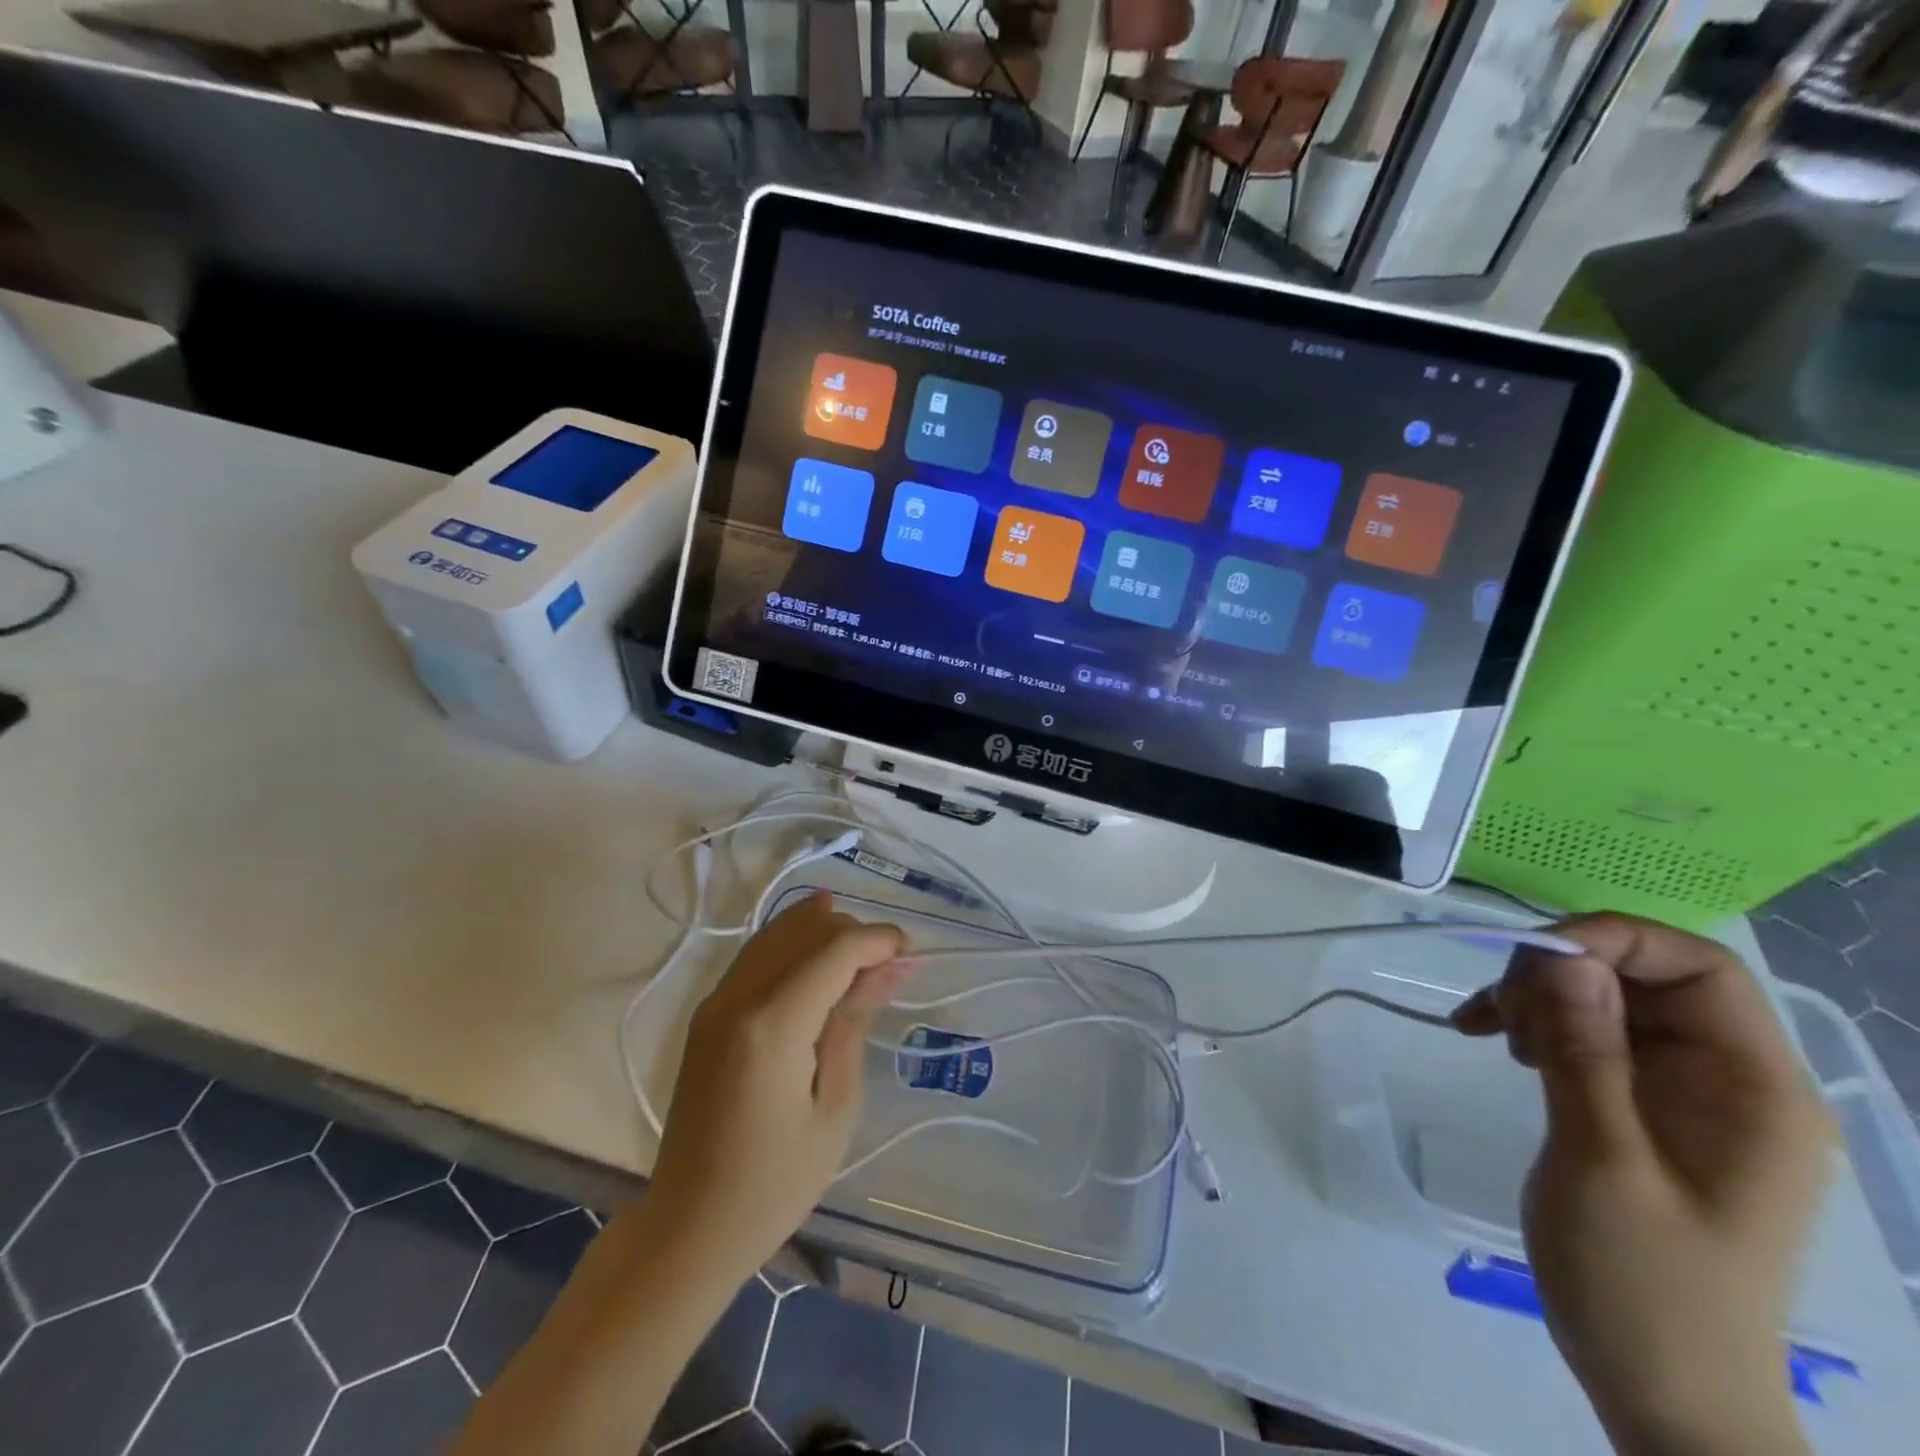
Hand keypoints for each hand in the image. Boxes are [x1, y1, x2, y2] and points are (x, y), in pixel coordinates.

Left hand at [647, 891, 905, 1279]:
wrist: (689, 1227)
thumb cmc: (774, 1184)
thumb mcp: (835, 1108)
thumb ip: (855, 1023)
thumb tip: (889, 967)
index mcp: (771, 1025)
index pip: (833, 951)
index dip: (877, 940)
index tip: (912, 953)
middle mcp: (738, 997)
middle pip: (804, 932)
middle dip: (853, 932)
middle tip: (891, 964)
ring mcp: (716, 1001)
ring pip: (776, 933)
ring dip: (823, 931)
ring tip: (865, 949)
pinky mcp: (708, 1013)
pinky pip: (757, 955)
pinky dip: (792, 941)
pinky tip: (817, 938)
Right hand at [1454, 914, 1834, 1455]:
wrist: (1662, 1389)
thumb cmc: (1645, 1285)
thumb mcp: (1603, 1161)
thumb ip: (1586, 1053)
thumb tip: (1563, 958)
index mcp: (1755, 1090)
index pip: (1700, 968)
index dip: (1615, 940)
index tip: (1529, 960)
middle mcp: (1730, 1080)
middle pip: (1645, 977)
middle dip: (1561, 974)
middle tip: (1497, 1010)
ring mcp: (1685, 1095)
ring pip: (1607, 1001)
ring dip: (1539, 999)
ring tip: (1488, 1031)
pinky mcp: (1643, 1109)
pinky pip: (1589, 1036)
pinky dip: (1537, 1027)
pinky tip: (1494, 1043)